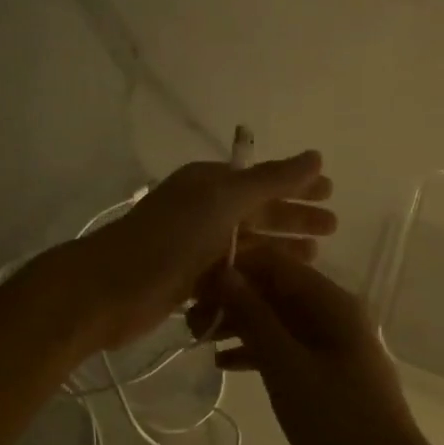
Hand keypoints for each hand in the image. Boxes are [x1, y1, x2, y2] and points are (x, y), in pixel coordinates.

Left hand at [63, 151, 334, 352]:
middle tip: (333, 228)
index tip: (331, 193)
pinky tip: (279, 290)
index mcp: (209, 184)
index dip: (296, 185)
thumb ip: (272, 180)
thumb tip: (315, 155)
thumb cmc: (171, 239)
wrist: (110, 289)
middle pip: (258, 211)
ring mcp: (195, 247)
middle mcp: (203, 211)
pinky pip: (231, 274)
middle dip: (294, 218)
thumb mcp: (225, 201)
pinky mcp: (188, 281)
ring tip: (315, 258)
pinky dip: (254, 277)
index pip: (262, 180)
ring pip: (247, 245)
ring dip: (279, 249)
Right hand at [196, 247, 434, 444]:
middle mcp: (332, 312)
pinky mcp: (325, 371)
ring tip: (197, 340)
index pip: (275, 263)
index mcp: (331, 301)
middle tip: (190, 320)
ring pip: (276, 319)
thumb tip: (223, 273)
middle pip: (273, 290)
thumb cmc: (337, 420)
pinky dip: (255, 350)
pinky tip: (222, 364)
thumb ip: (254, 317)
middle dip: (231, 298)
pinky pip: (284, 346)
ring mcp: (330, 343)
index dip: (233, 268)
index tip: (193, 286)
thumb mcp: (287, 366)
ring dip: (239, 324)